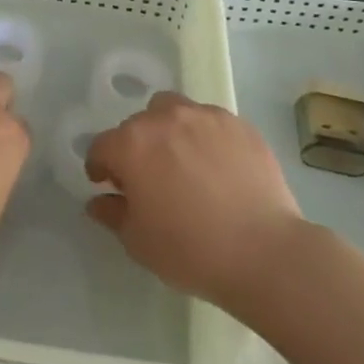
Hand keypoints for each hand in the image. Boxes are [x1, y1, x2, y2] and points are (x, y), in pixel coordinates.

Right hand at [85, 92, 303, 308]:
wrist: (264, 252)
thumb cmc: (190, 250)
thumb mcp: (138, 242)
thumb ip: (112, 214)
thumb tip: (99, 200)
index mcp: (132, 144)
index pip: (102, 146)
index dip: (100, 167)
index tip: (108, 186)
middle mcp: (164, 119)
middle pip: (137, 124)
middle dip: (135, 148)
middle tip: (148, 179)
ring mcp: (204, 117)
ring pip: (173, 110)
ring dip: (168, 130)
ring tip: (183, 162)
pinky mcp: (238, 124)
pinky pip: (210, 121)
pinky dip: (204, 137)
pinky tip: (217, 167)